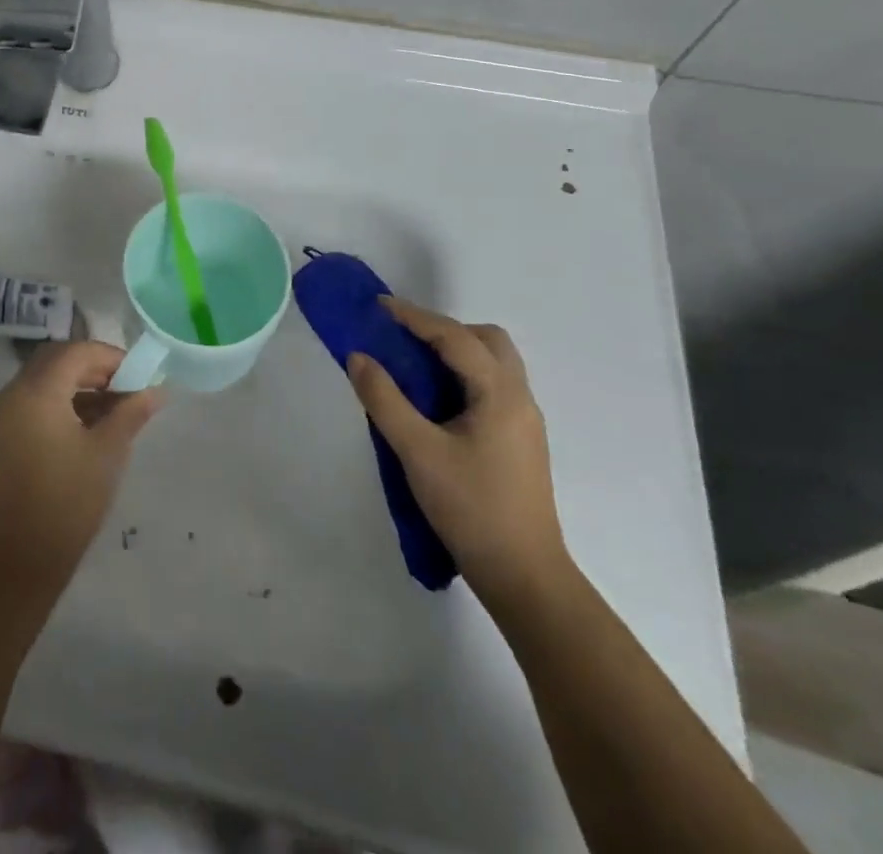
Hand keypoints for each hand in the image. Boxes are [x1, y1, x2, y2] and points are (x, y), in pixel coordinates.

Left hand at [0, 341, 165, 602]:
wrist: (12, 564)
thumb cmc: (66, 504)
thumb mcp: (106, 454)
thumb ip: (130, 413)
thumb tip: (157, 389)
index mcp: (35, 391)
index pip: (76, 352)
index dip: (110, 357)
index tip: (138, 376)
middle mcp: (9, 394)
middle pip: (54, 361)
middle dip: (91, 368)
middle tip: (124, 389)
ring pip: (38, 383)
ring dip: (72, 387)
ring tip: (108, 412)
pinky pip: (25, 405)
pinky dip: (52, 405)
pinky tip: (79, 430)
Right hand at [346, 297, 568, 611]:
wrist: (524, 576)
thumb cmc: (470, 508)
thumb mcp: (416, 451)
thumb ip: (384, 399)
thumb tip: (358, 357)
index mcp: (500, 394)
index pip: (455, 337)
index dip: (414, 316)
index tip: (378, 306)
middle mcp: (519, 398)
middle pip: (487, 341)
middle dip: (444, 329)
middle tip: (403, 339)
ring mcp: (523, 421)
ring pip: (493, 364)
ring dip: (455, 352)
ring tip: (414, 366)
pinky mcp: (519, 441)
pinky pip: (491, 387)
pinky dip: (462, 376)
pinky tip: (435, 400)